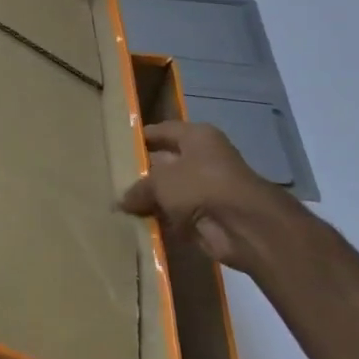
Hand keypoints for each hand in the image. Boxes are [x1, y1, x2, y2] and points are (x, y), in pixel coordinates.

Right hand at [118, 121, 311, 274]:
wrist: (245, 227)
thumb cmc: (200, 186)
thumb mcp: (160, 181)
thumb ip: (139, 188)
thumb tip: (123, 200)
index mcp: (197, 137)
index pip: (163, 131)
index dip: (141, 138)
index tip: (118, 145)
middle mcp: (204, 158)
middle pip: (167, 162)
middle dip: (144, 173)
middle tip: (114, 179)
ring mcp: (208, 188)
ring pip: (172, 191)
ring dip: (153, 200)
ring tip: (120, 205)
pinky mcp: (211, 216)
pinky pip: (179, 215)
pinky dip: (164, 221)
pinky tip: (139, 224)